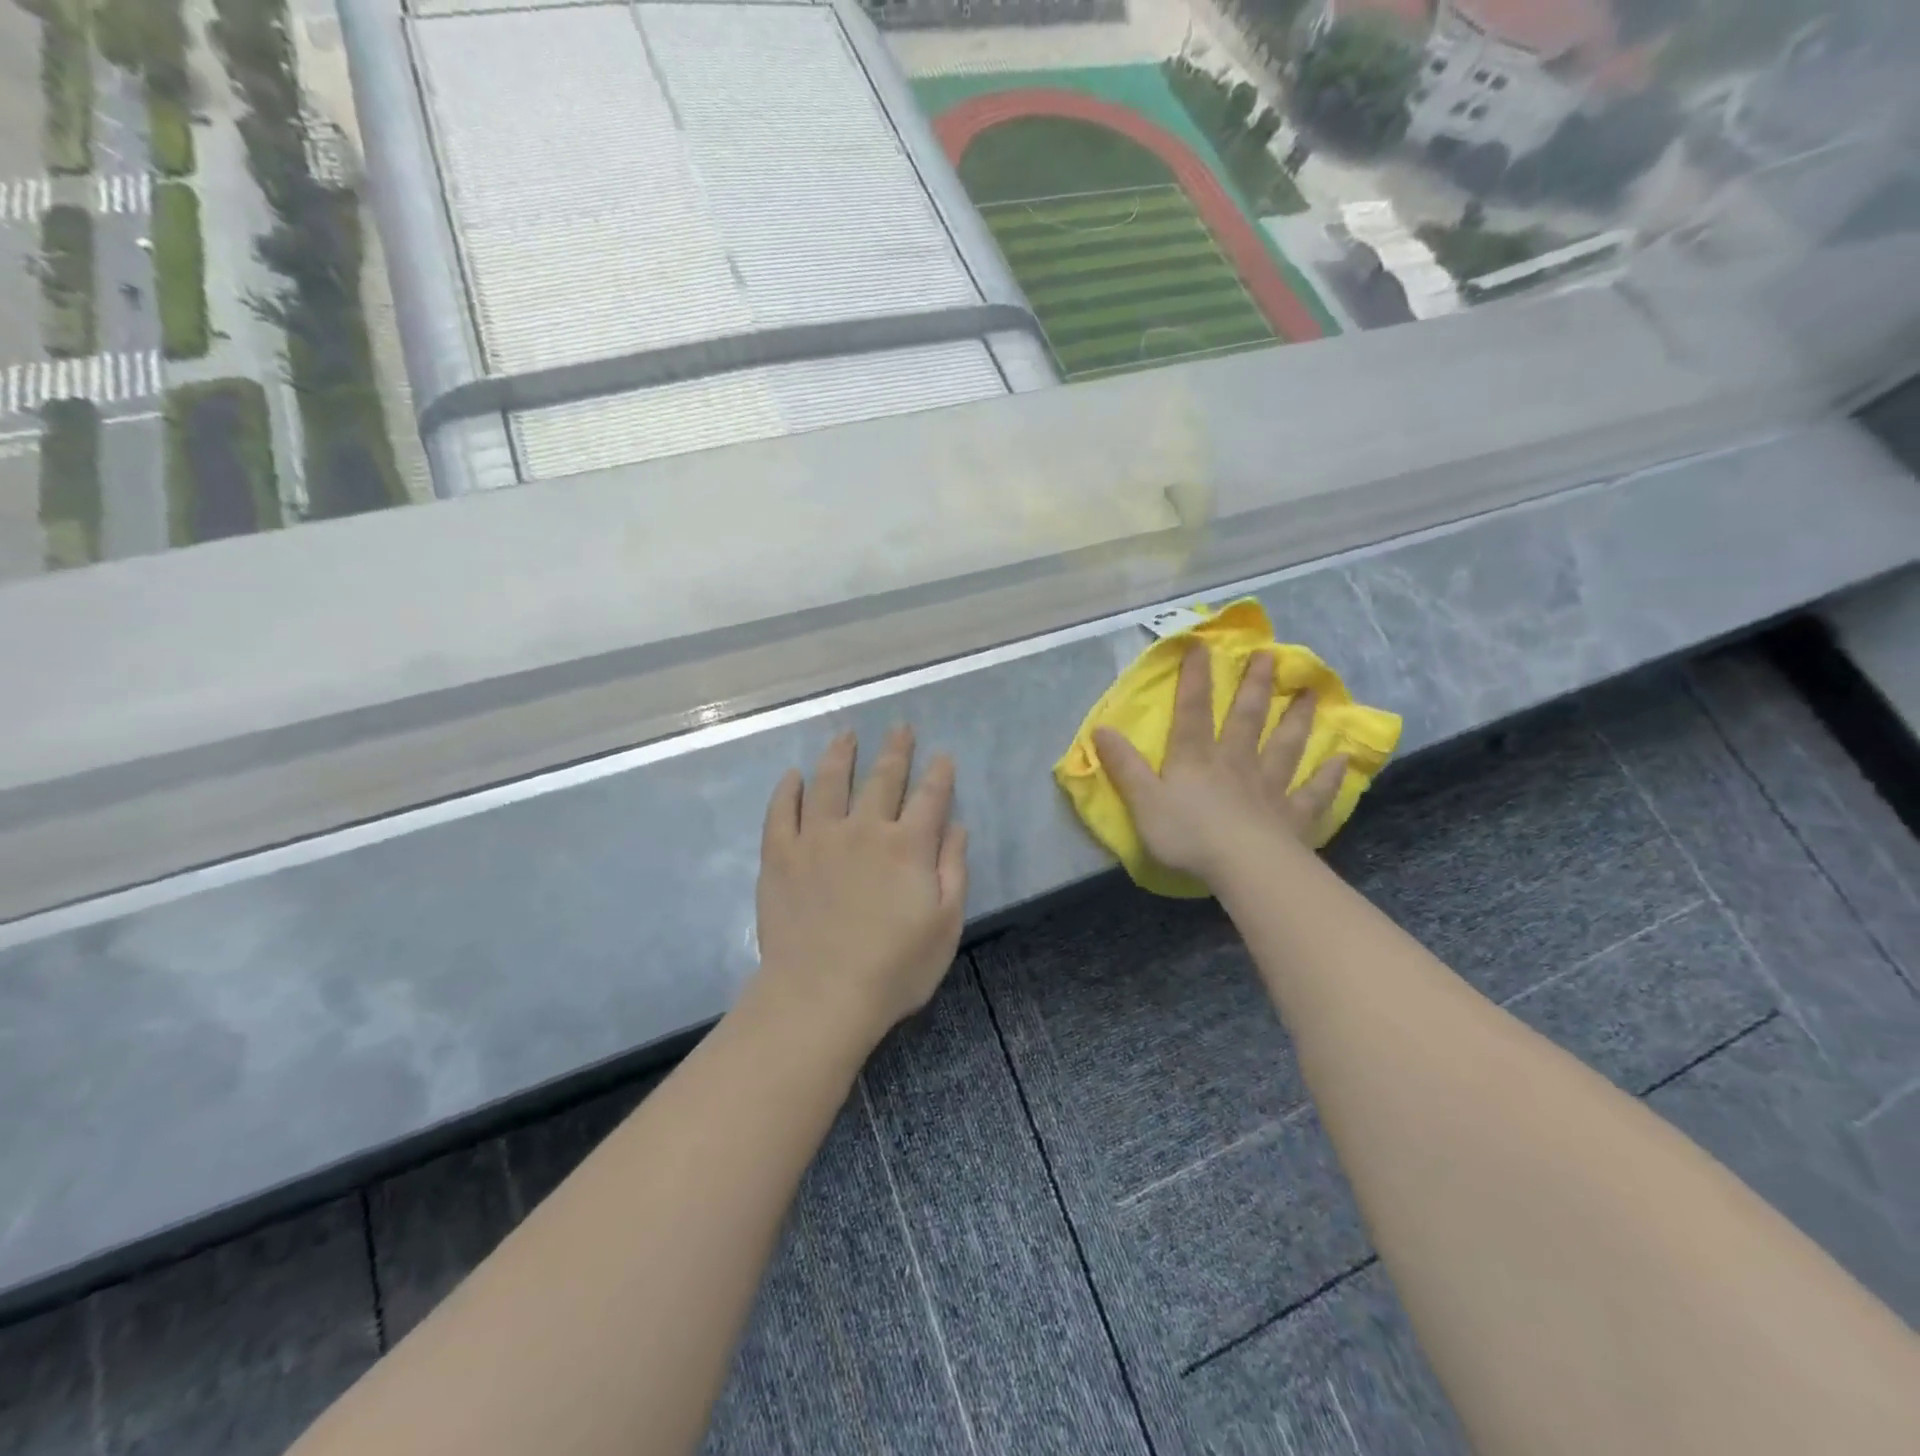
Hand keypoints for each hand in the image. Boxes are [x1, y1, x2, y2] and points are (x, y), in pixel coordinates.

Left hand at [752, 727, 968, 1052]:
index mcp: (907, 846)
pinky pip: (782, 811)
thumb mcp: (945, 925)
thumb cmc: (894, 968)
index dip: (939, 774)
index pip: (930, 797)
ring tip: (846, 734)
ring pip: (830, 782)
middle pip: (883, 778)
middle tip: (900, 727)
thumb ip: (953, 869)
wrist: (821, 995)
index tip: (943, 756)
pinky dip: (789, 790)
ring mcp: (817, 838)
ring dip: (841, 754)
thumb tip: (956, 826)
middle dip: (896, 750)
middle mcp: (863, 829)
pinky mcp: (780, 854)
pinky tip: (794, 776)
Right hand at [1093, 643, 1345, 886]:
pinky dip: (1328, 775)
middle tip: (1271, 656)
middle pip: (1247, 718)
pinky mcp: (1293, 816)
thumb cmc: (1187, 834)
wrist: (1243, 866)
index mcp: (1196, 759)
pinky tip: (1342, 759)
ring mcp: (1269, 787)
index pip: (1193, 711)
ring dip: (1298, 719)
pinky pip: (1313, 792)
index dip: (1195, 678)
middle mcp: (1235, 763)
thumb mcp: (1143, 801)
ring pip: (1285, 746)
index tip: (1202, 645)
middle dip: (1256, 686)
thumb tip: (1100, 729)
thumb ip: (1124, 766)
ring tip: (1311, 693)